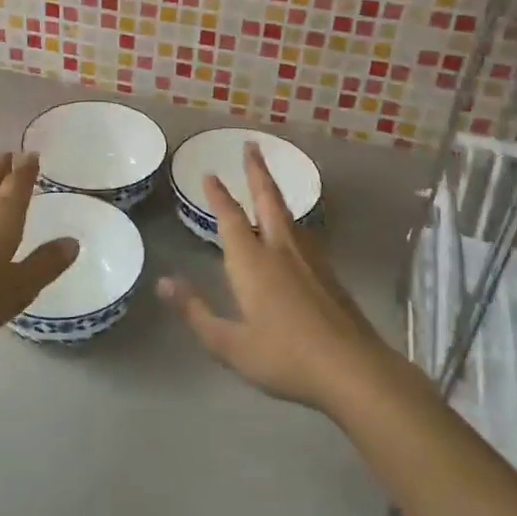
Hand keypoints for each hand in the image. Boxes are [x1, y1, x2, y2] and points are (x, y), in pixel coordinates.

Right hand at [159, 143, 398, 411]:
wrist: (353, 369)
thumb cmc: (284, 357)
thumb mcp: (229, 344)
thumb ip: (196, 312)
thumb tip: (163, 282)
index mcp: (252, 262)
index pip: (230, 218)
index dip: (218, 195)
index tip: (209, 173)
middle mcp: (281, 250)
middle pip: (268, 200)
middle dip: (256, 172)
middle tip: (251, 146)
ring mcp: (310, 260)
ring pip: (289, 215)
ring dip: (275, 192)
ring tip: (268, 183)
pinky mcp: (329, 274)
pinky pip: (304, 234)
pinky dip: (291, 220)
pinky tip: (294, 232)